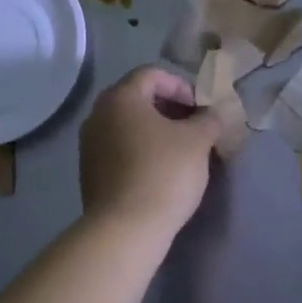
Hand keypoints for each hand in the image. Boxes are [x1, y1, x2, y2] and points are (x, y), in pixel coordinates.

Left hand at [79, 67, 222, 236]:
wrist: (126, 228)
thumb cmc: (164, 173)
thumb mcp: (198, 141)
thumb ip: (209, 119)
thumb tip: (213, 113)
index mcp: (120, 98)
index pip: (152, 74)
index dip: (182, 85)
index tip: (201, 109)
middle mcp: (98, 115)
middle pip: (137, 98)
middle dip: (169, 108)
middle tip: (194, 127)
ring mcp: (89, 145)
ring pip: (127, 125)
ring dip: (155, 131)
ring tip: (181, 151)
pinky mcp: (89, 172)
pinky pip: (119, 149)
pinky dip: (140, 150)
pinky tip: (160, 171)